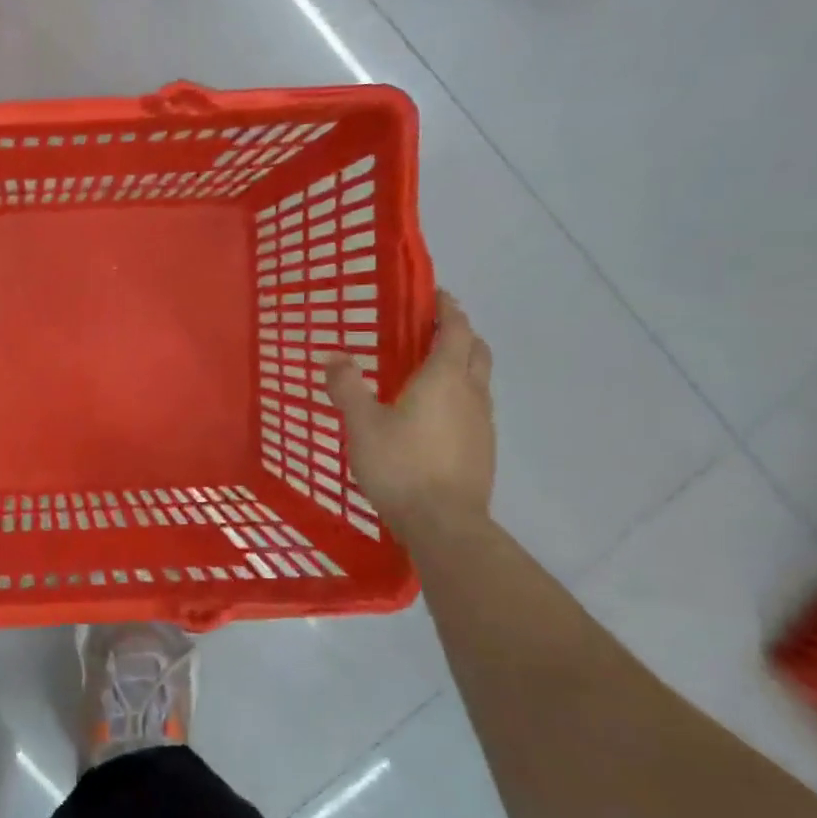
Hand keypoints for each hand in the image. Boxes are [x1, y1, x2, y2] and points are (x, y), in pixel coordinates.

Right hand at [323, 290, 494, 536]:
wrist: (444, 523)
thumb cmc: (400, 465)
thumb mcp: (361, 424)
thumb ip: (347, 387)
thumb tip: (333, 355)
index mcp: (444, 378)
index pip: (454, 330)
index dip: (447, 309)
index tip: (436, 294)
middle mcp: (471, 393)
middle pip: (475, 351)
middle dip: (459, 333)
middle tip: (432, 330)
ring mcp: (482, 423)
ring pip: (478, 380)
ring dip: (461, 365)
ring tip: (430, 371)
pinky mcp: (482, 449)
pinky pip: (474, 407)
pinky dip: (460, 395)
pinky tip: (435, 415)